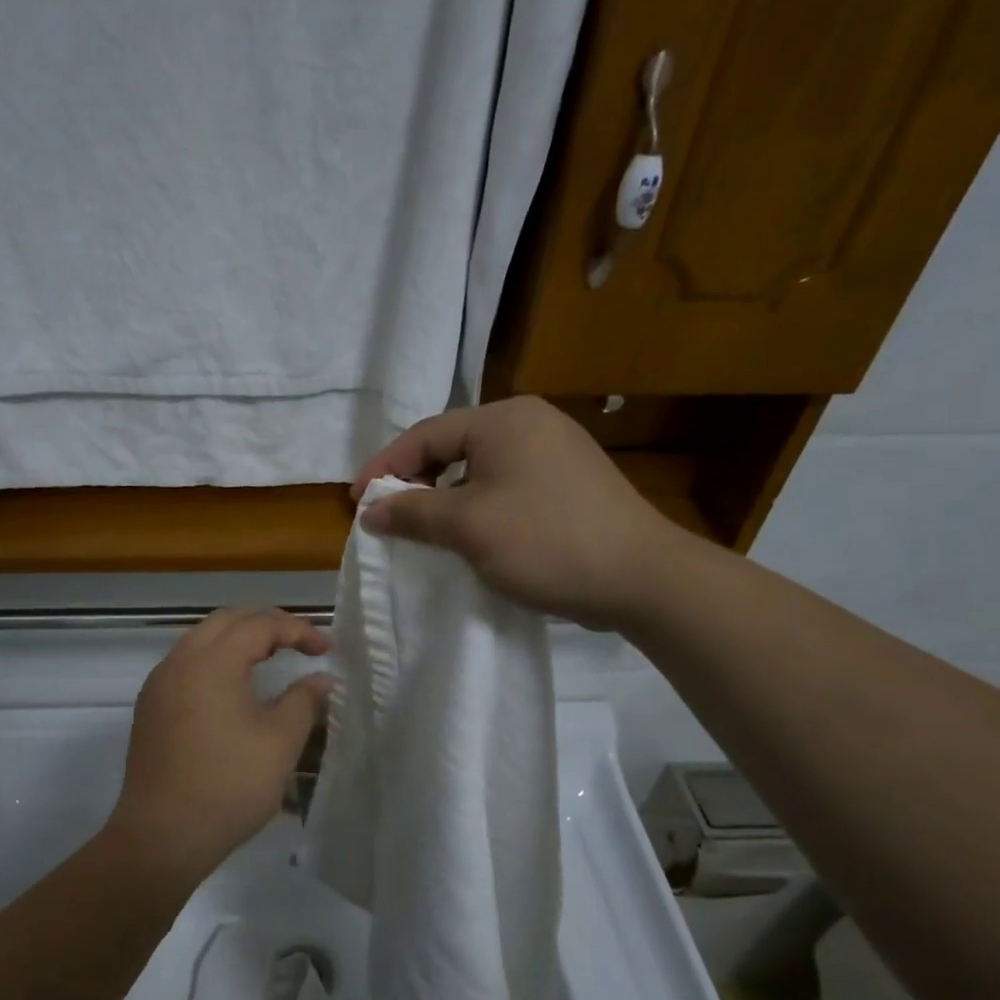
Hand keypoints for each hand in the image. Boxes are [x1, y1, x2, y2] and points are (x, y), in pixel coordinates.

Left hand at [110, 608, 331, 884]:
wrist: (162, 834)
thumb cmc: (228, 786)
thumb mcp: (279, 743)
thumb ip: (303, 701)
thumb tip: (322, 679)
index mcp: (211, 662)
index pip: (259, 625)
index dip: (297, 629)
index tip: (326, 647)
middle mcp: (179, 661)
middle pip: (226, 621)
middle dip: (266, 624)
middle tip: (299, 642)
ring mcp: (159, 684)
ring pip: (201, 640)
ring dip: (238, 640)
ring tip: (271, 657)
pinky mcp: (150, 707)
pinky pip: (186, 664)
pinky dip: (215, 661)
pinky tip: (235, 687)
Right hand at [352, 396, 695, 630]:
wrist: (643, 579)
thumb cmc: (546, 541)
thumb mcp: (468, 527)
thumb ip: (413, 513)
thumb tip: (370, 511)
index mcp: (504, 420)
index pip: (426, 434)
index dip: (385, 467)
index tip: (357, 502)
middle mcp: (530, 423)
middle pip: (451, 446)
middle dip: (414, 481)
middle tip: (387, 516)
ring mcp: (555, 451)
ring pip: (477, 468)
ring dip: (443, 497)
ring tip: (420, 529)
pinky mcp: (568, 482)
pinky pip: (504, 485)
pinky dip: (475, 505)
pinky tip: (467, 534)